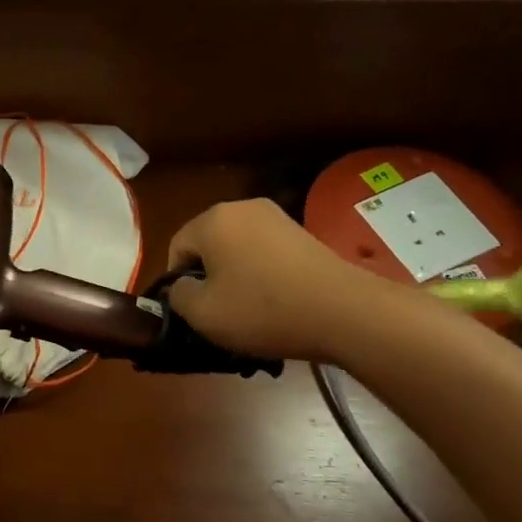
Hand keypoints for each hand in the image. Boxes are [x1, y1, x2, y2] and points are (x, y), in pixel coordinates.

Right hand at [165, 198, 404, 363]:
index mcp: (212, 219)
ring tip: (251, 312)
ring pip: (238, 250)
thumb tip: (181, 287)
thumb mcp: (203, 314)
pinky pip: (266, 253)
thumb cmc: (262, 310)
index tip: (194, 311)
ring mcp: (277, 217)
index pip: (177, 248)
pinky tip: (277, 303)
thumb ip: (178, 296)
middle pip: (209, 245)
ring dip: (237, 278)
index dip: (178, 282)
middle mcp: (242, 207)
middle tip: (220, 313)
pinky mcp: (302, 233)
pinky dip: (263, 276)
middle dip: (209, 277)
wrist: (343, 311)